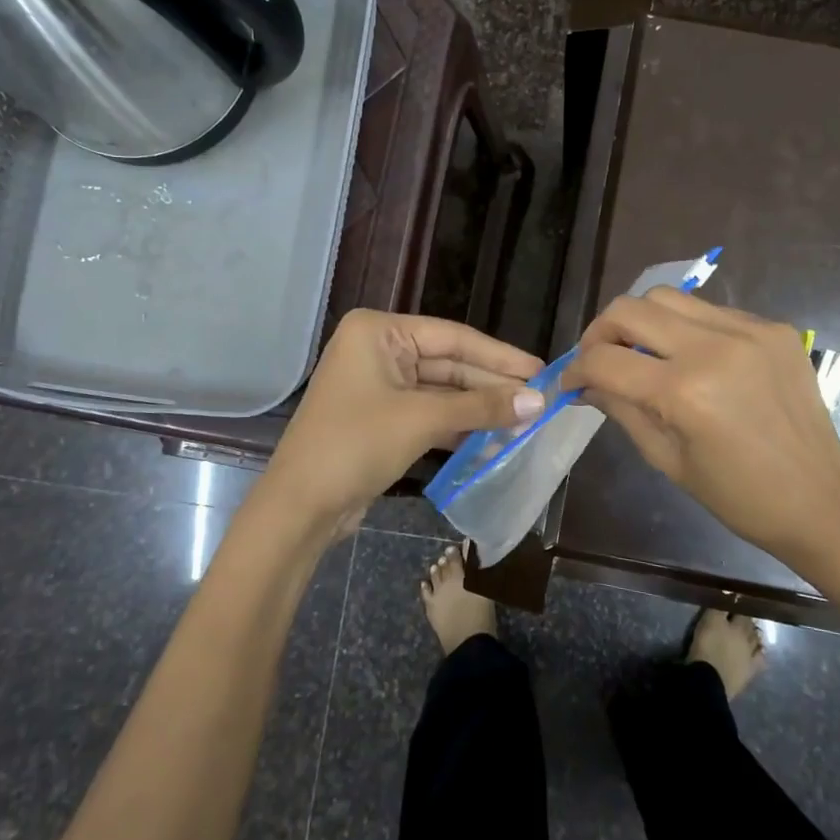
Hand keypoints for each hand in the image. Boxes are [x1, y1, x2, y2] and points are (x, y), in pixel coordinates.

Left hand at [262, 310, 543, 538]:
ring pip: (442, 392)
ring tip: (525, 422)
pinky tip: (493, 439)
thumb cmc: (355, 445)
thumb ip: (481, 407)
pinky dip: (458, 426)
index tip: (541, 370)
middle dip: (492, 387)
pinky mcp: (381, 418)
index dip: (500, 357)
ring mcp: (378, 386)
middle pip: (449, 364)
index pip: (453, 337)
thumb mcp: (422, 420)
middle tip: (539, 402)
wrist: (299, 508)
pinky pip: (429, 414)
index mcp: (378, 332)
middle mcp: (377, 350)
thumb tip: (538, 401)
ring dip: (479, 409)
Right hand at [562, 288, 839, 563]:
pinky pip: (710, 310)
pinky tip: (690, 356)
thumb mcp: (666, 459)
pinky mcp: (773, 327)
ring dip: (641, 320)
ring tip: (641, 350)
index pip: (605, 360)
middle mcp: (714, 347)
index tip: (571, 382)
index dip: (576, 370)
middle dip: (601, 332)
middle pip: (630, 308)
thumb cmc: (738, 496)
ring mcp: (748, 331)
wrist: (821, 499)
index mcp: (684, 392)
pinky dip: (686, 327)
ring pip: (668, 297)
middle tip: (599, 358)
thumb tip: (585, 383)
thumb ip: (621, 409)